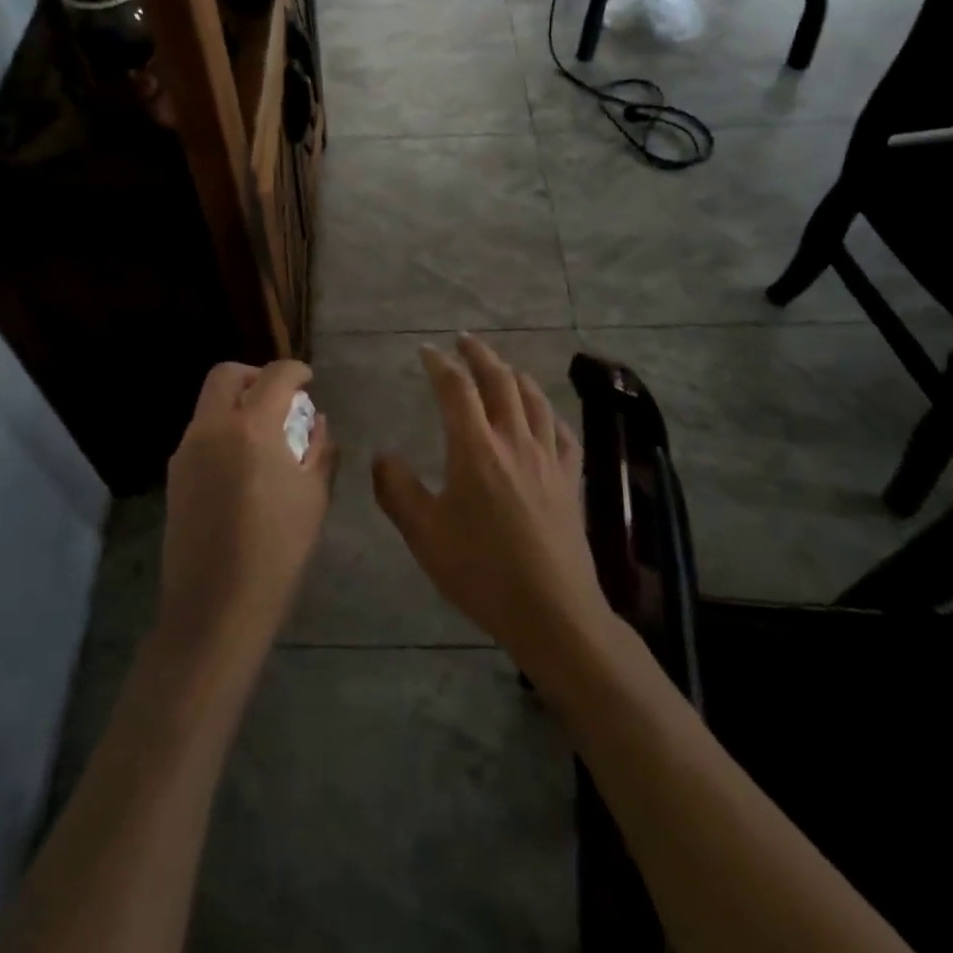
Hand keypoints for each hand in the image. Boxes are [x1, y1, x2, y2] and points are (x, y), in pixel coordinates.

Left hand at [160, 360, 334, 658]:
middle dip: (257, 376)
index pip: (275, 375)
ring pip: (210, 404)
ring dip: (238, 404)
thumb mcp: (314, 497)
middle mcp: (212, 428)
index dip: (296, 370)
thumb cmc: (277, 551)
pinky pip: (201, 433)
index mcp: (251, 428)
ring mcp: (187, 451)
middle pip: (227, 375)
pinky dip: (224, 430)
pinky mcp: (174, 475)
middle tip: (280, 400)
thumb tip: (316, 421)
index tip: (308, 380)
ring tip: (266, 437)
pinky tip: (243, 466)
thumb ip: (320, 448)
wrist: (215, 608)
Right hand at [373, 335, 609, 671]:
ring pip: (533, 399)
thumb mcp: (424, 534)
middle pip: (499, 381)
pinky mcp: (570, 478)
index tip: (426, 351)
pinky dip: (547, 411)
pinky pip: (561, 431)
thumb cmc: (481, 571)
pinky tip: (543, 415)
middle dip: (479, 355)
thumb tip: (383, 455)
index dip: (440, 364)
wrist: (552, 611)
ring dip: (513, 374)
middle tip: (464, 341)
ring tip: (501, 367)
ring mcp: (547, 457)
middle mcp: (513, 440)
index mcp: (475, 448)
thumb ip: (397, 489)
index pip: (456, 389)